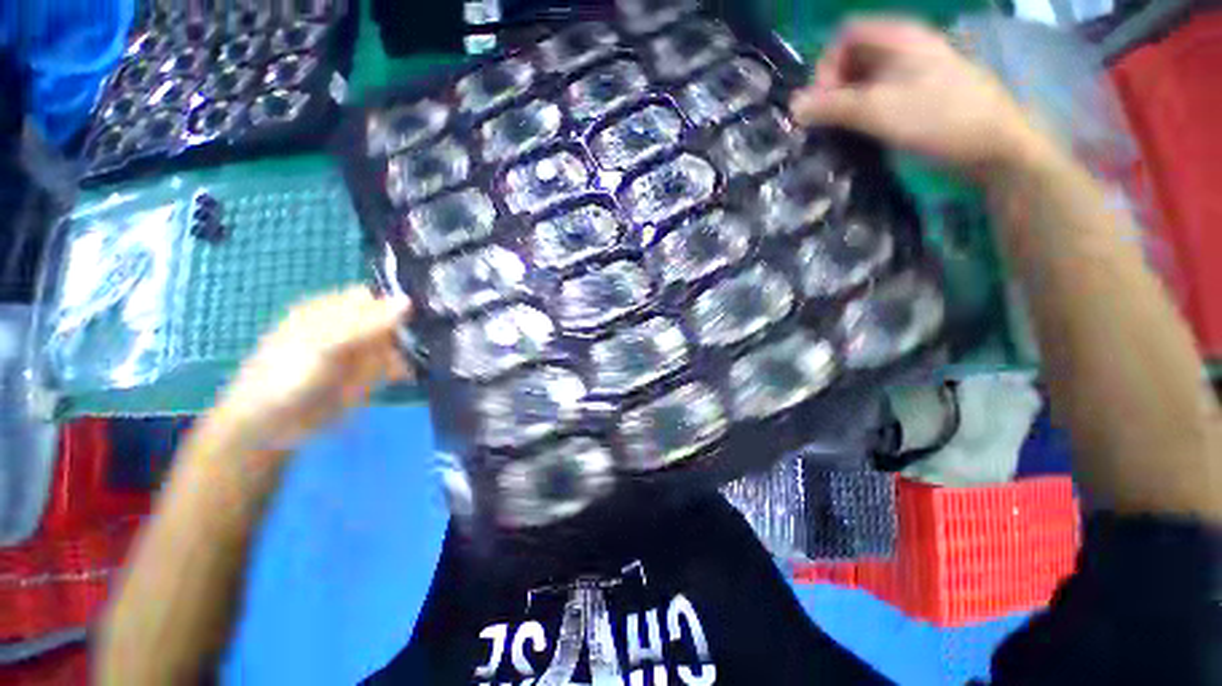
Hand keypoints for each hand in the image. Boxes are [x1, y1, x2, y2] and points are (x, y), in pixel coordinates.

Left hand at [214, 286, 411, 449]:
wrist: (271, 427)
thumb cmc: (286, 377)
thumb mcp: (324, 344)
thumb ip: (366, 324)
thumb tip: (408, 302)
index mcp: (329, 311)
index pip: (372, 298)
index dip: (393, 304)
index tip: (417, 316)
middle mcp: (348, 329)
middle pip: (388, 319)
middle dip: (407, 328)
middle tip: (420, 340)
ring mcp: (359, 353)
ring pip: (395, 343)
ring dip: (408, 349)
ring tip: (407, 362)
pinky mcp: (369, 375)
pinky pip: (394, 365)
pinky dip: (404, 368)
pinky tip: (404, 375)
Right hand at [789, 18, 1038, 175]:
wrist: (993, 144)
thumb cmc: (938, 118)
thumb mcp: (879, 110)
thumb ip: (833, 106)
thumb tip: (793, 106)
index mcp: (898, 38)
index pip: (846, 35)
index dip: (827, 64)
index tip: (823, 99)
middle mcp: (904, 48)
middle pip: (854, 56)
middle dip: (833, 86)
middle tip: (827, 119)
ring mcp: (913, 73)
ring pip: (865, 79)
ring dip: (845, 102)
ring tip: (839, 129)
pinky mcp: (917, 96)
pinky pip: (879, 96)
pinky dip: (862, 111)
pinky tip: (859, 132)